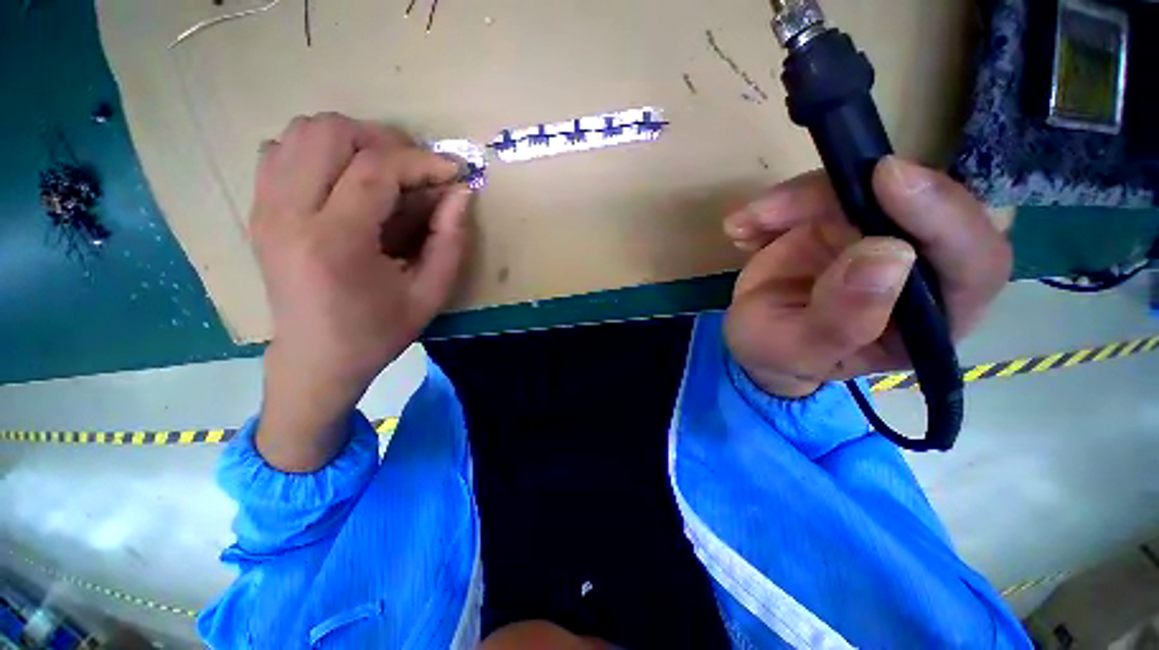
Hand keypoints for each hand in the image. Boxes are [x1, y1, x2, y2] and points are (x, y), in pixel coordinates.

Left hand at [252, 113, 471, 471]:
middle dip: (384, 140)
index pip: (376, 170)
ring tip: (384, 170)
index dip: (422, 162)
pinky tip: (345, 180)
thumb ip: (451, 241)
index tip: (454, 171)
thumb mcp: (430, 294)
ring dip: (352, 140)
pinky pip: (280, 150)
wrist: (316, 358)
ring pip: (301, 132)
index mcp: (334, 242)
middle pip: (329, 133)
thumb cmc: (377, 332)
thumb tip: (461, 193)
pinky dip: (318, 150)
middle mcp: (288, 214)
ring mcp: (265, 208)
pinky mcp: (258, 210)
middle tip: (416, 169)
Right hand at [723, 157, 1010, 397]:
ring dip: (798, 198)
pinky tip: (744, 231)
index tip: (888, 179)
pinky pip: (819, 190)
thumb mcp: (800, 349)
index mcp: (932, 316)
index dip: (943, 214)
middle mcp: (921, 266)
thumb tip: (888, 255)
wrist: (754, 339)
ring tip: (745, 225)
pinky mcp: (842, 218)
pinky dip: (776, 205)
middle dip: (859, 191)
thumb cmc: (781, 355)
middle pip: (924, 202)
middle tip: (795, 200)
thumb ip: (842, 319)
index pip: (973, 260)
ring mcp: (880, 235)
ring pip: (864, 186)